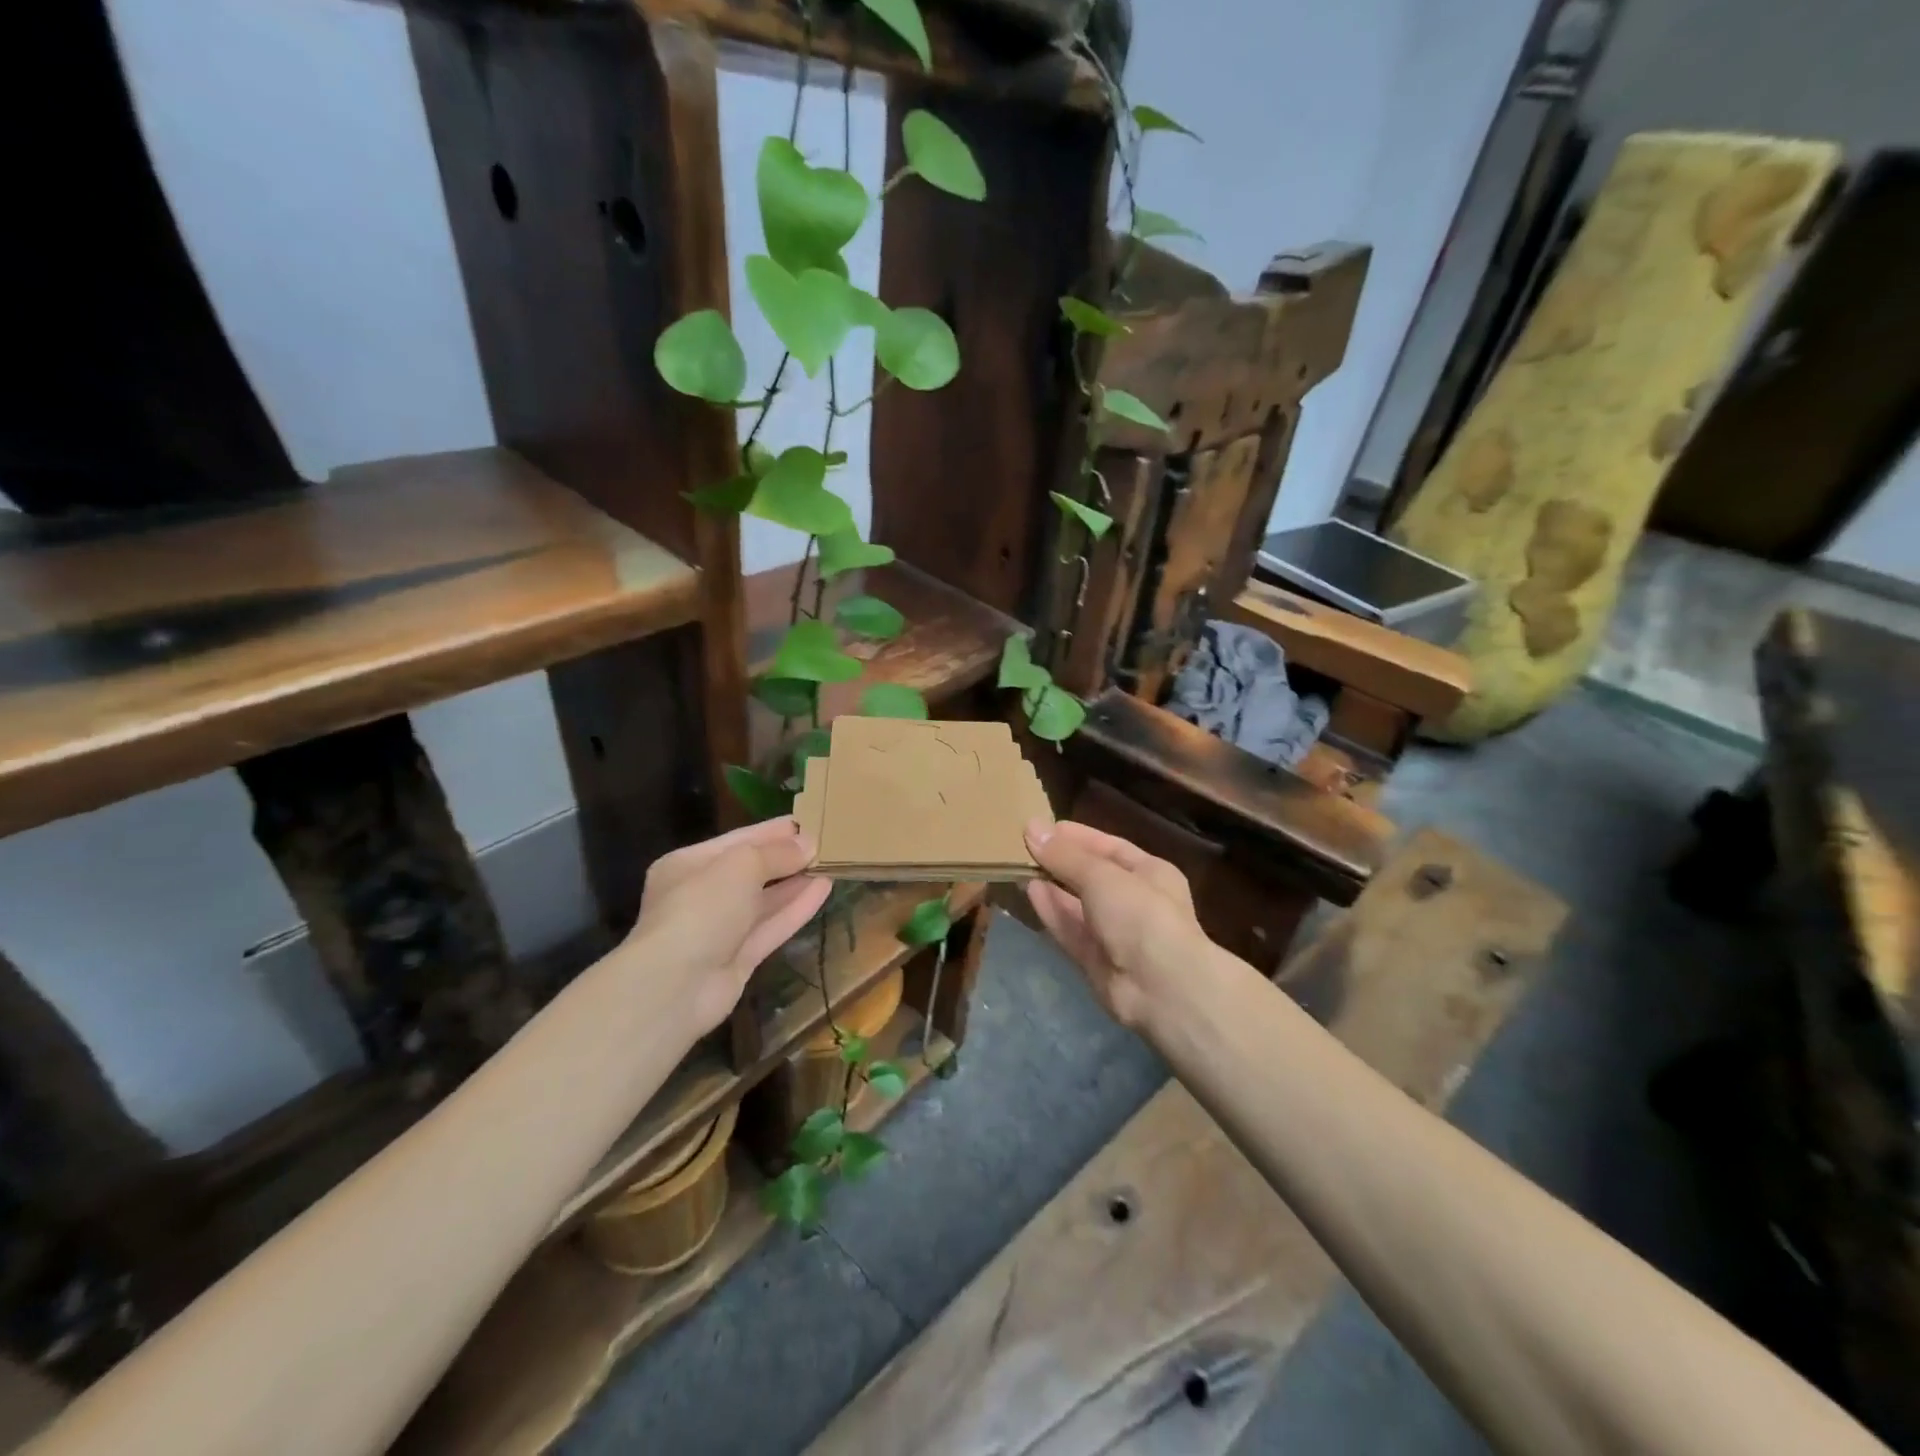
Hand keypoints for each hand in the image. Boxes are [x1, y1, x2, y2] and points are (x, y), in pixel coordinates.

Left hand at [625, 818, 831, 1034]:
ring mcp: (720, 930)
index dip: (774, 831)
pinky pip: (772, 927)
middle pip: (752, 870)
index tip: (809, 820)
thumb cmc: (701, 908)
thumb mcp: (740, 865)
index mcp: (688, 865)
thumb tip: (809, 844)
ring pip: (764, 900)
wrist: (675, 986)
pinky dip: (796, 909)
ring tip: (831, 863)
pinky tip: (825, 890)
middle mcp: (701, 895)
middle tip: (827, 842)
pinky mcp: (739, 959)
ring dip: (797, 882)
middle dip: (787, 857)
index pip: (738, 840)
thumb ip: (777, 853)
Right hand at [1023, 819, 1205, 1028]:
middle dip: (1062, 862)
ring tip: (1021, 867)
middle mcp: (1135, 902)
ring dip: (1053, 887)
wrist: (1161, 988)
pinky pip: (1071, 931)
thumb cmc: (1140, 915)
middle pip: (1093, 877)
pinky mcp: (1097, 961)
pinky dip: (1053, 913)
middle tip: (1025, 846)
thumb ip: (1065, 855)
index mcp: (1151, 873)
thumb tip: (1032, 828)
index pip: (1110, 848)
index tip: (1043, 828)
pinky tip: (1030, 893)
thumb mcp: (1102, 875)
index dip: (1077, 837)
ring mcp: (1117, 934)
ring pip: (1079, 906)